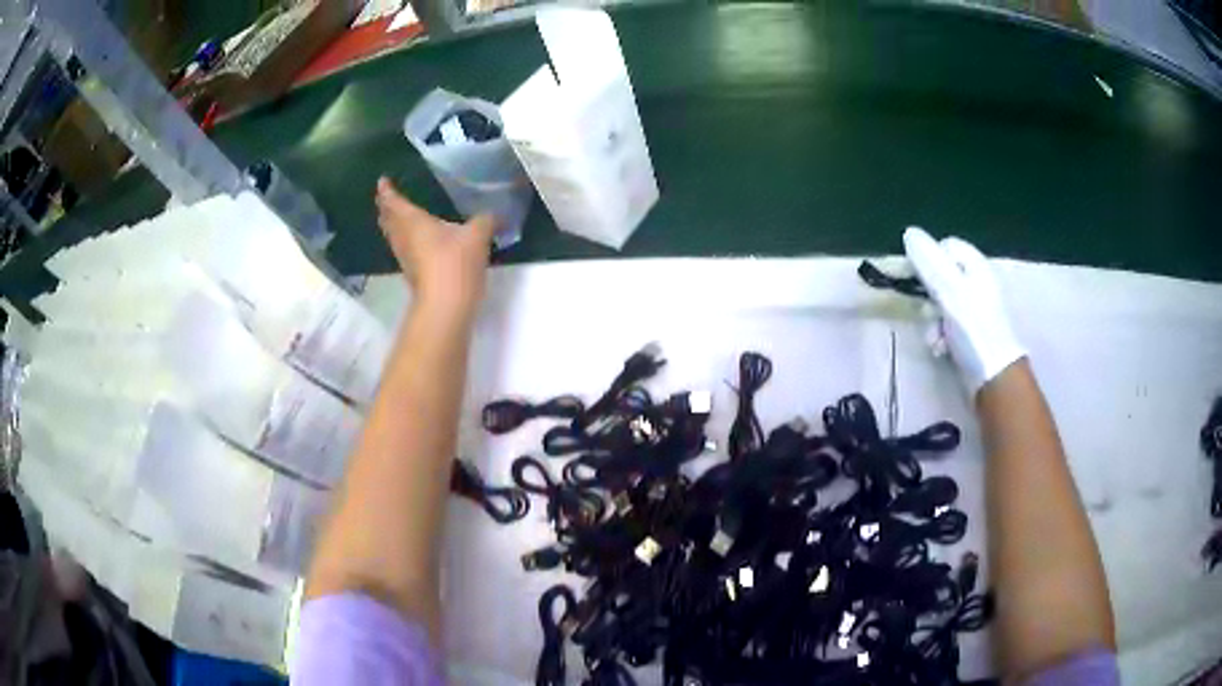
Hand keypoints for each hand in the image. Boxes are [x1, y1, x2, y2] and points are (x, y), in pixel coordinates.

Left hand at [375, 177, 495, 314]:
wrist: (445, 305)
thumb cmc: (455, 263)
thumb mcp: (477, 235)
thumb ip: (485, 220)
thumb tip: (494, 214)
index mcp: (413, 221)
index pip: (394, 201)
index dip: (387, 190)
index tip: (382, 181)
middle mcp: (404, 237)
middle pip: (388, 220)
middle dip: (386, 208)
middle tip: (386, 198)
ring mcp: (405, 258)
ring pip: (393, 236)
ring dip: (393, 225)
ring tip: (397, 217)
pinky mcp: (413, 274)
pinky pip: (404, 250)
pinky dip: (405, 240)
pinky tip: (416, 241)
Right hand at [902, 227, 1025, 395]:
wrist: (993, 375)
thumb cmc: (974, 328)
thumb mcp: (949, 291)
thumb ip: (929, 262)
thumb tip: (909, 232)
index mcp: (976, 266)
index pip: (946, 247)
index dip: (929, 259)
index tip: (918, 277)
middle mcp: (976, 283)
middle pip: (942, 275)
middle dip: (929, 294)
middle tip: (927, 309)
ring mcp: (974, 309)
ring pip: (942, 303)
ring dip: (933, 319)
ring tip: (935, 335)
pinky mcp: (971, 332)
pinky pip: (948, 324)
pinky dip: (941, 334)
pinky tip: (941, 347)